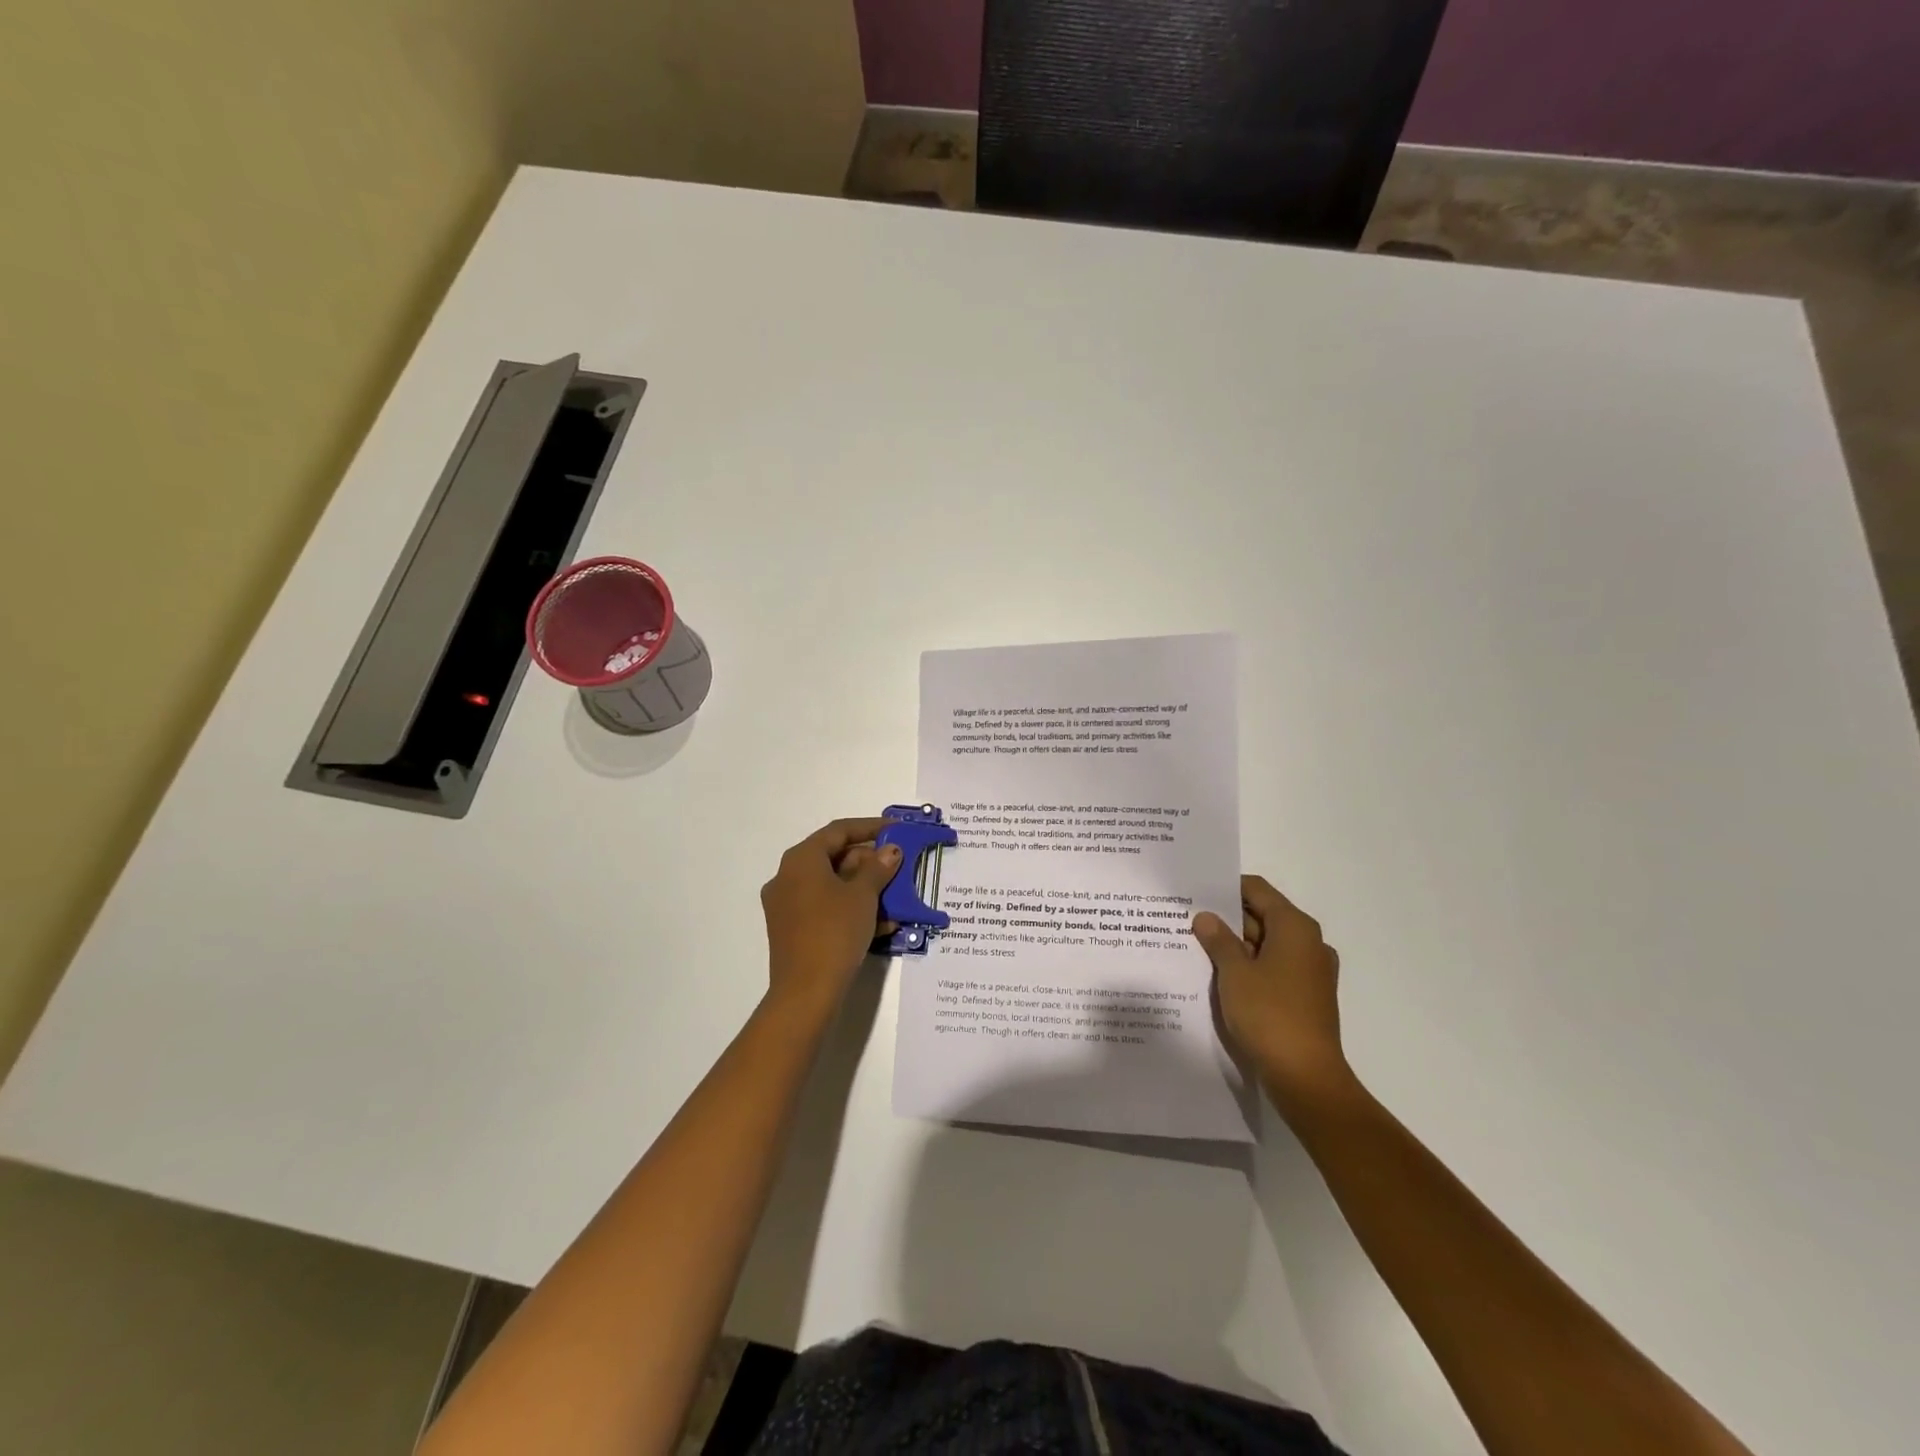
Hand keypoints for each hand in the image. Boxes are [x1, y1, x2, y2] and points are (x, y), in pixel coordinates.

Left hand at [760, 817, 901, 1017]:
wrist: (806, 992)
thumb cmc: (834, 932)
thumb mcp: (863, 896)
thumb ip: (878, 867)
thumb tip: (890, 850)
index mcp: (801, 859)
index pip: (839, 831)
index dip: (870, 827)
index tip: (897, 829)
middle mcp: (787, 876)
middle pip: (834, 857)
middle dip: (870, 862)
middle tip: (899, 867)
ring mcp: (787, 905)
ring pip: (832, 885)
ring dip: (865, 889)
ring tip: (897, 898)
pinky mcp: (792, 930)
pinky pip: (825, 908)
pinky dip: (851, 909)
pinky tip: (882, 925)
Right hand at [1193, 875, 1353, 1120]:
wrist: (1305, 1077)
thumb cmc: (1269, 1014)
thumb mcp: (1234, 973)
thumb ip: (1218, 940)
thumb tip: (1206, 917)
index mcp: (1295, 927)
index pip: (1257, 890)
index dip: (1226, 888)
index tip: (1195, 893)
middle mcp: (1308, 943)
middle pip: (1263, 916)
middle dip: (1227, 919)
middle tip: (1188, 920)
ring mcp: (1310, 971)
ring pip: (1266, 944)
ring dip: (1235, 945)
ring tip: (1196, 948)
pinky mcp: (1305, 996)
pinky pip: (1273, 968)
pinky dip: (1249, 967)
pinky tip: (1220, 977)